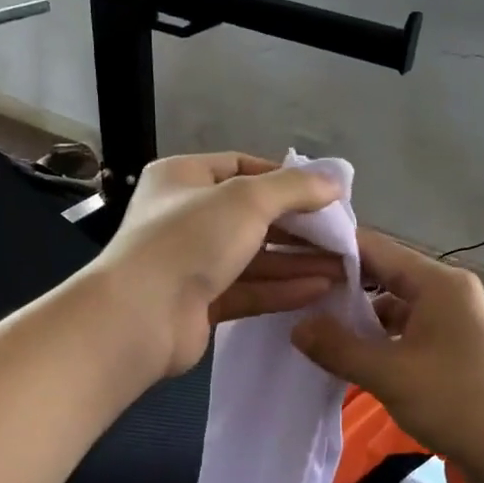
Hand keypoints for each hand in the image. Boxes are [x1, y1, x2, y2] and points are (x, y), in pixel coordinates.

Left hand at [95, 152, 347, 376]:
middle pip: (252, 216)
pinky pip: (248, 290)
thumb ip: (294, 188)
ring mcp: (192, 263)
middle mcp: (186, 216)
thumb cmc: (189, 239)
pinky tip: (320, 288)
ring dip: (297, 261)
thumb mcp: (246, 199)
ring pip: (254, 257)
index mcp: (183, 178)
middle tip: (342, 235)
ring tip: (343, 266)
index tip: (324, 193)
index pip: (241, 166)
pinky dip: (282, 288)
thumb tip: (336, 181)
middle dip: (299, 227)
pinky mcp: (201, 303)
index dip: (284, 178)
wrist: (140, 316)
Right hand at [292, 231, 483, 482]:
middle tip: (294, 292)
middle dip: (341, 284)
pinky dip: (377, 336)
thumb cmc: (456, 402)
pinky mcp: (450, 346)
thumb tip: (296, 327)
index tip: (292, 258)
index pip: (376, 248)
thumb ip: (339, 347)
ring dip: (358, 314)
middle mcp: (446, 291)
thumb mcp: (390, 374)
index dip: (333, 251)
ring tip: (311, 322)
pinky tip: (346, 351)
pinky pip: (405, 329)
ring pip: (393, 304)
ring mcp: (450, 319)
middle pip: (384, 273)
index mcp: (438, 282)